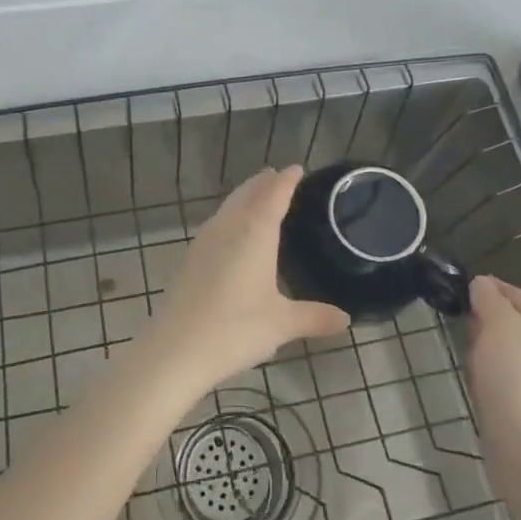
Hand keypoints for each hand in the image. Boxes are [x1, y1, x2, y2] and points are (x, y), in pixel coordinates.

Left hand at [147, 167, 350, 391]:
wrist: (174, 350)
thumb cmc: (235, 329)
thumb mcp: (282, 324)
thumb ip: (314, 317)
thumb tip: (346, 320)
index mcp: (254, 232)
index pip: (274, 194)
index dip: (287, 180)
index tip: (297, 168)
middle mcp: (228, 227)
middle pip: (247, 194)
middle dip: (264, 183)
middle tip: (278, 176)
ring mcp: (204, 242)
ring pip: (228, 207)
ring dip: (244, 196)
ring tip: (258, 196)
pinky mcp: (189, 259)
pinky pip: (216, 224)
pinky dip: (230, 216)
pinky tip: (231, 233)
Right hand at [466, 276, 520, 497]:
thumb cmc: (518, 381)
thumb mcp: (502, 326)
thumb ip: (491, 300)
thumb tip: (481, 284)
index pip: (512, 293)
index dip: (485, 286)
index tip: (453, 286)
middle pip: (507, 322)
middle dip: (480, 318)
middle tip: (454, 318)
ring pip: (499, 352)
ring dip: (479, 349)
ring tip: (461, 352)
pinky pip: (496, 380)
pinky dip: (482, 377)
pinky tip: (472, 384)